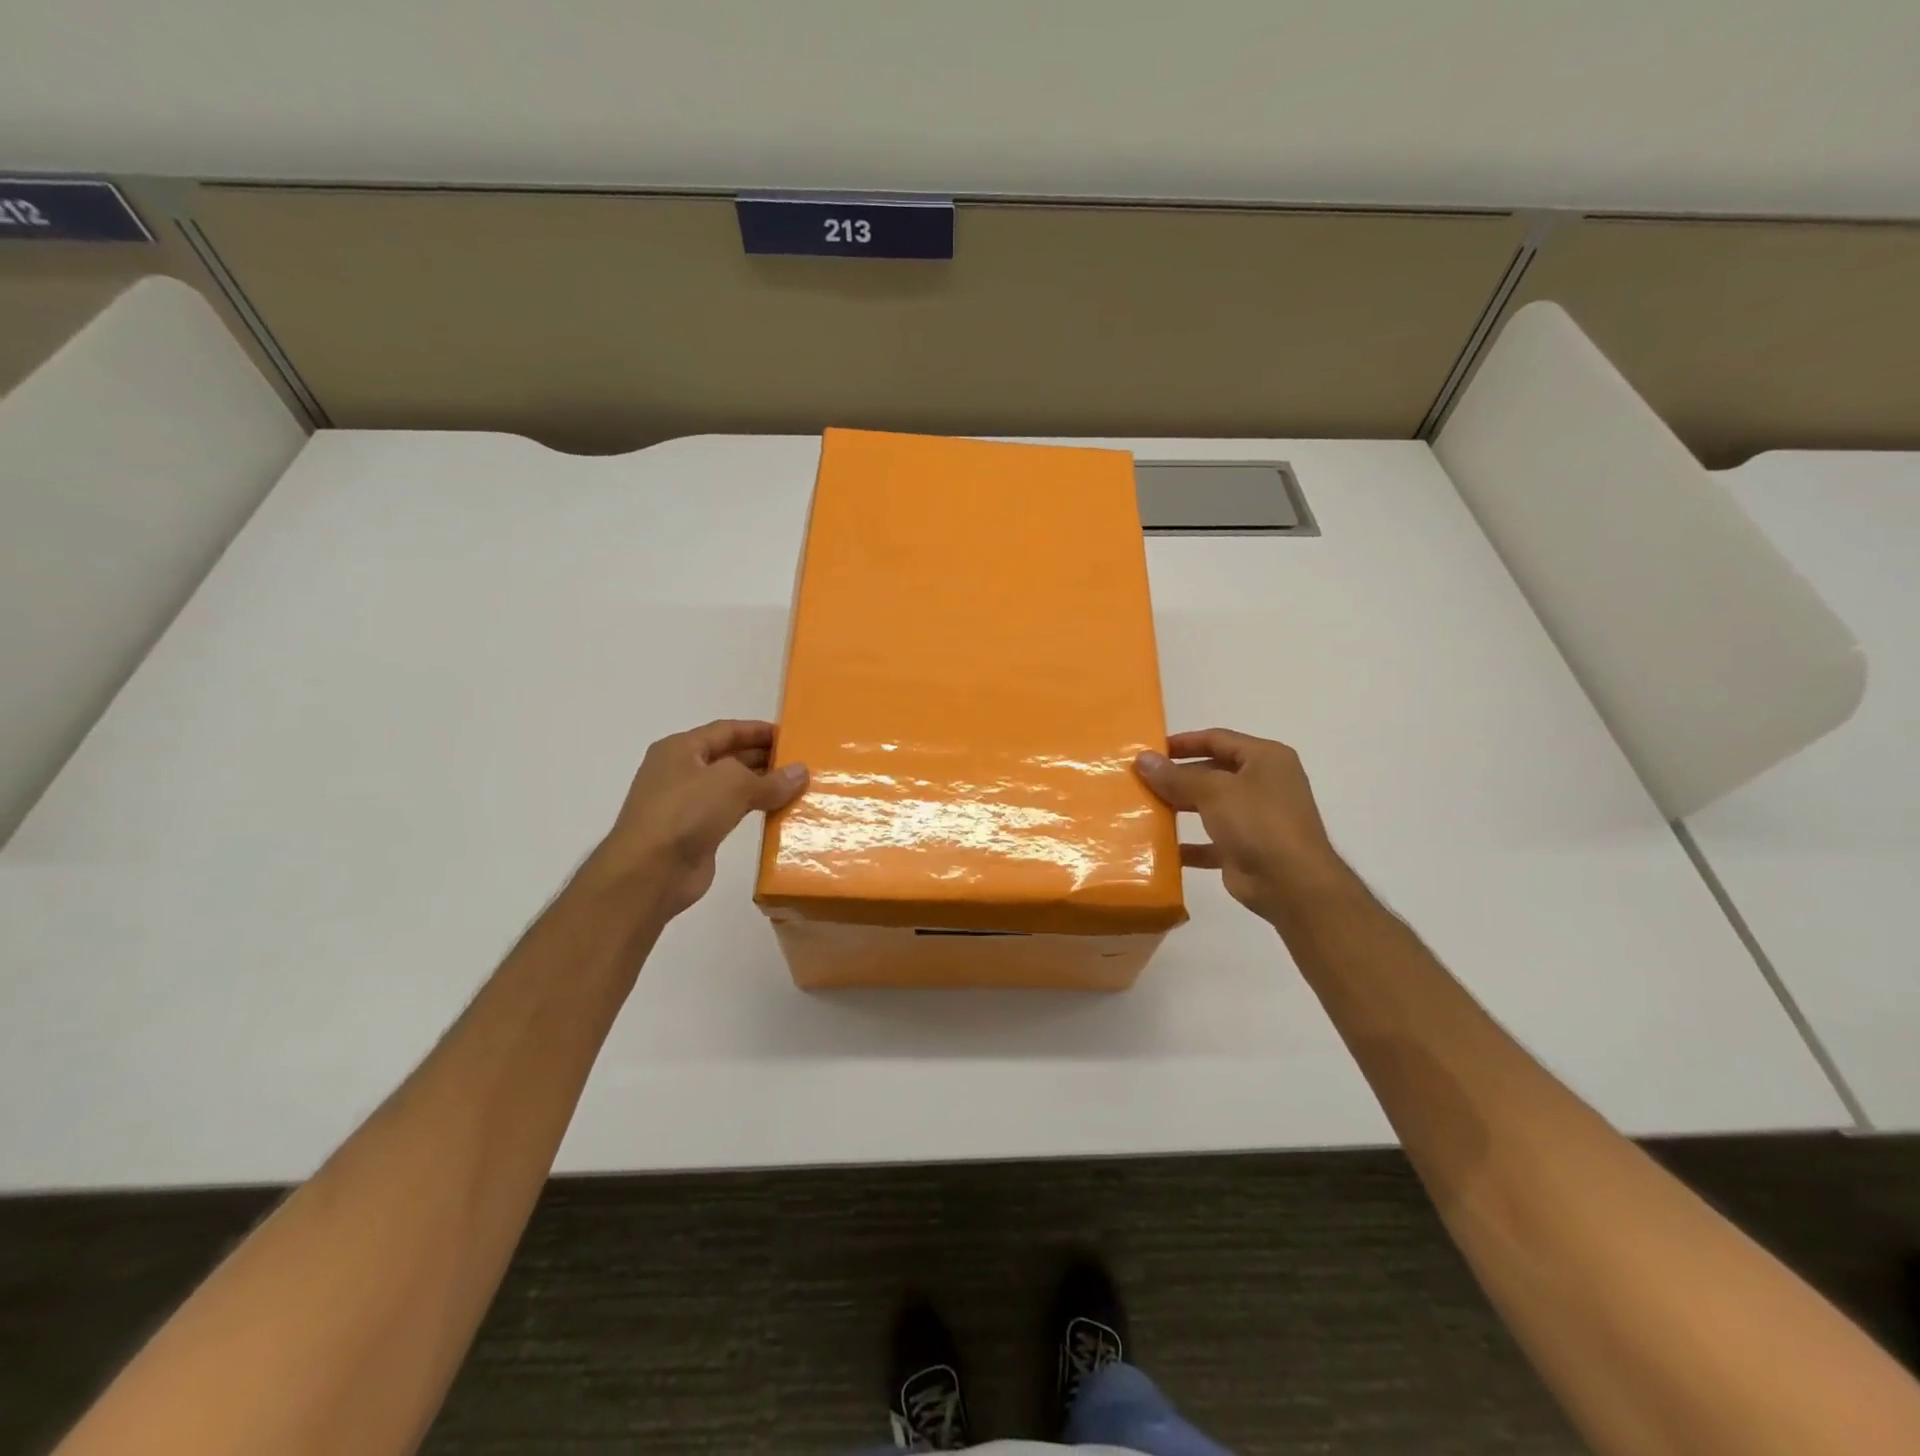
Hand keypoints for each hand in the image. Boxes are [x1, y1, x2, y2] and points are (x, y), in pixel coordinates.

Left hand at [594, 719, 807, 920]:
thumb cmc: (686, 812)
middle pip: (728, 757)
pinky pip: (731, 814)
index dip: (759, 730)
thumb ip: (770, 779)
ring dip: (761, 786)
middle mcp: (681, 772)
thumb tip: (801, 772)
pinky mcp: (695, 833)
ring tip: (796, 787)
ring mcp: (686, 805)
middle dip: (763, 758)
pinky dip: (753, 811)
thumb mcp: (733, 784)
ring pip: (731, 787)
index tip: (791, 736)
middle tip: (799, 763)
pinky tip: (778, 814)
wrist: (649, 872)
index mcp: (681, 749)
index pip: (726, 730)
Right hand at [1136, 728, 1347, 923]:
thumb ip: (1176, 776)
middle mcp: (1264, 784)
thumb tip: (1142, 759)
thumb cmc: (1258, 822)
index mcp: (1265, 759)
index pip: (1217, 739)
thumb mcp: (1214, 791)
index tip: (1150, 749)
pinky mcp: (1246, 849)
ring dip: (1180, 807)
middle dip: (1177, 776)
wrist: (1292, 884)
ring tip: (1144, 807)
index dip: (1183, 742)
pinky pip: (1210, 842)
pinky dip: (1188, 844)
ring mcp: (1256, 818)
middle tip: (1141, 779)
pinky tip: (1160, 846)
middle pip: (1212, 772)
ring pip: (1210, 806)